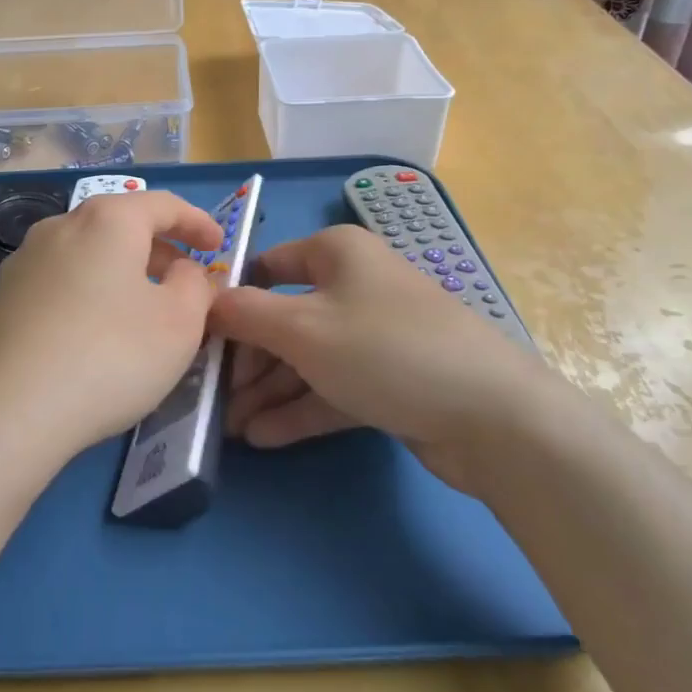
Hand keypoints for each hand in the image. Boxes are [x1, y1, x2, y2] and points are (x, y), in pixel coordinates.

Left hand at [0, 190, 223, 464]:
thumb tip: (183, 270)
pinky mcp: (3, 297)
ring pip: (89, 252)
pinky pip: (62, 280)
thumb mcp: (180, 323)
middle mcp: (61, 226)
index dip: (197, 222)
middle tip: (186, 279)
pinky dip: (91, 290)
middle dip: (160, 248)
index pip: (163, 205)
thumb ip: (195, 285)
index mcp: (107, 219)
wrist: (9, 411)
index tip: (219, 246)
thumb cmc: (110, 356)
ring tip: (144, 307)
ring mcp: (25, 260)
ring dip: (124, 271)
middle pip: (121, 224)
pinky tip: (97, 330)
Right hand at [212, 225, 551, 489]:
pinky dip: (299, 409)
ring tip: (229, 429)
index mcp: (336, 253)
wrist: (492, 416)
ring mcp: (374, 336)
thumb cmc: (384, 350)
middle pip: (283, 318)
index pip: (267, 267)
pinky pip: (332, 387)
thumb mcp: (301, 328)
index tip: (198, 338)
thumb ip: (243, 313)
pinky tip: (262, 438)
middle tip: (212, 399)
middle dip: (247, 361)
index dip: (231, 300)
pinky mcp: (389, 379)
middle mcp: (354, 286)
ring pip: (306, 358)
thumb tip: (204, 302)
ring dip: (268, 391)